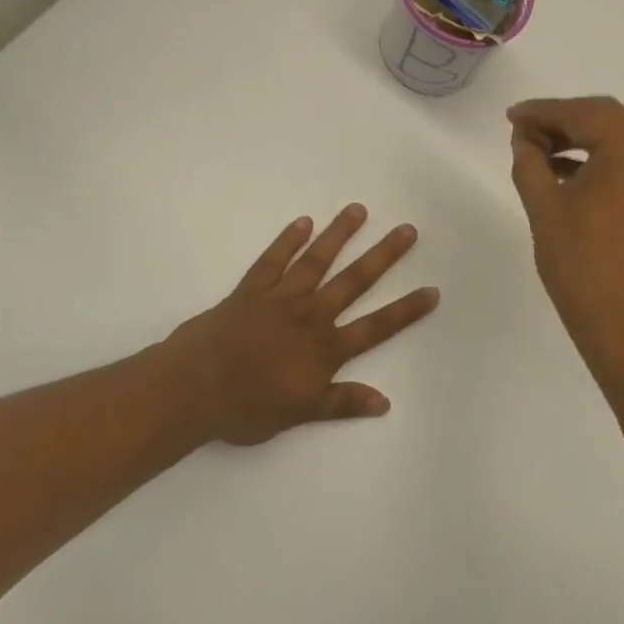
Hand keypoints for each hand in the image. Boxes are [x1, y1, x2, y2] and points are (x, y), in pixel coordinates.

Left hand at [161, 205, 439, 445]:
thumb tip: (385, 402)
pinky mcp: (250, 290)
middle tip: (407, 230)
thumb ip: (341, 402)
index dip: (406, 310)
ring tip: (358, 210)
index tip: (431, 291)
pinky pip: (272, 260)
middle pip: (354, 281)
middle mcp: (310, 315)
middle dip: (383, 256)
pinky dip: (288, 241)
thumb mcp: (300, 413)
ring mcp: (280, 298)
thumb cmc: (246, 407)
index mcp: (325, 349)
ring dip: (339, 235)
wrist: (192, 389)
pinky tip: (304, 222)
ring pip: (317, 261)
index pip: (376, 327)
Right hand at [508, 97, 623, 367]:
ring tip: (535, 153)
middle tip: (521, 130)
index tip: (512, 116)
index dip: (544, 111)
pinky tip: (562, 174)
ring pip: (617, 142)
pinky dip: (597, 162)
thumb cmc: (582, 263)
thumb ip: (530, 163)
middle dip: (561, 122)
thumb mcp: (545, 208)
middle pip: (606, 121)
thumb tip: (524, 140)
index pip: (584, 113)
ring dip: (578, 141)